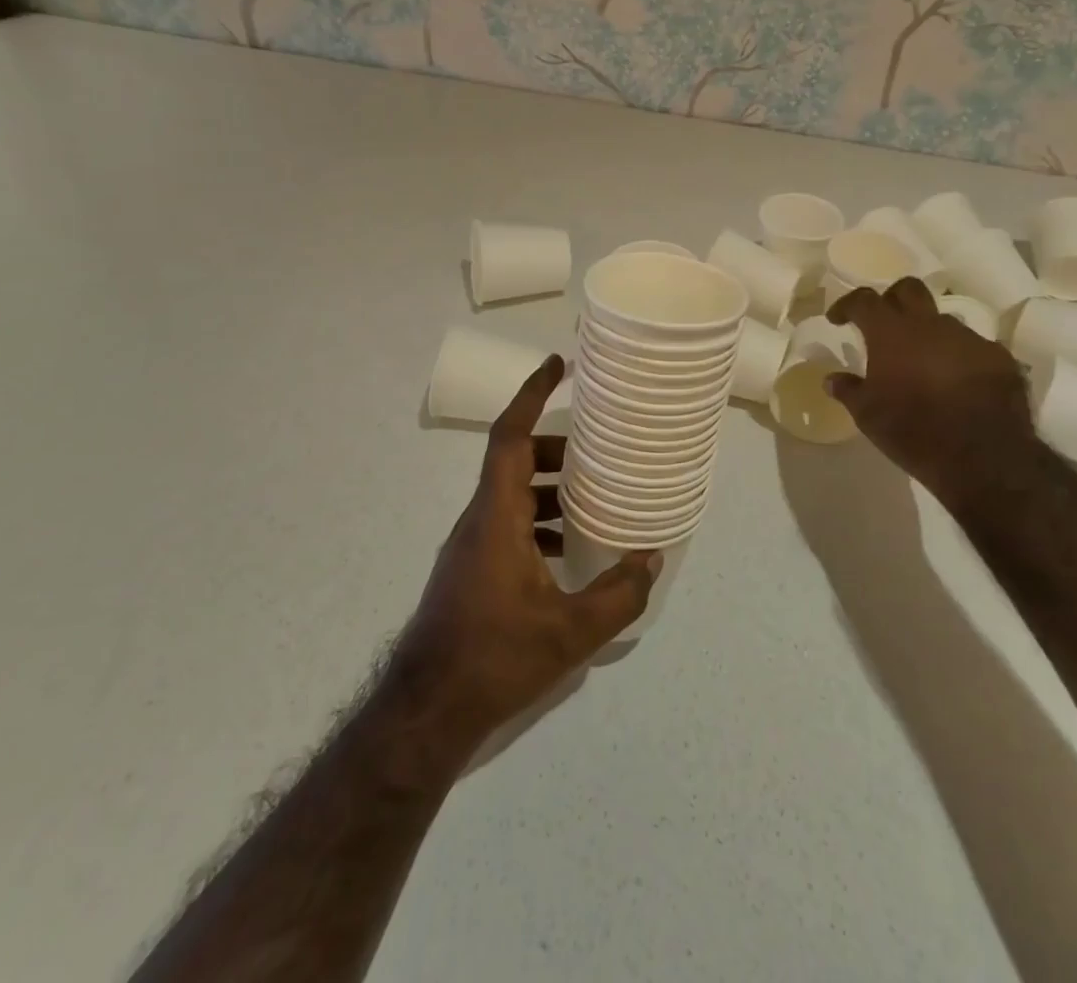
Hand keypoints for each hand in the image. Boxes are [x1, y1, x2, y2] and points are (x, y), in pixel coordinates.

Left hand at [393, 355, 660, 742]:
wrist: (425, 712)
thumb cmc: (493, 658)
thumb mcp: (570, 631)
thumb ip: (617, 594)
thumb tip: (651, 559)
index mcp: (496, 515)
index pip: (510, 436)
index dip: (531, 394)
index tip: (556, 364)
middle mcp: (479, 520)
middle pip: (515, 461)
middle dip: (556, 448)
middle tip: (598, 451)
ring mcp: (471, 547)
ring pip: (511, 494)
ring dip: (549, 487)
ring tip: (593, 498)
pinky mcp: (470, 571)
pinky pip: (508, 523)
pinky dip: (538, 520)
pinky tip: (567, 551)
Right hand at [825, 277, 1040, 507]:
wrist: (984, 457)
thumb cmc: (913, 431)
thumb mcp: (868, 415)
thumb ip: (848, 390)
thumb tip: (831, 378)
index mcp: (892, 332)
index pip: (864, 300)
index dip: (847, 305)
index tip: (837, 319)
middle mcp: (930, 324)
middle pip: (908, 289)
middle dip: (891, 299)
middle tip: (882, 324)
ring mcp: (968, 338)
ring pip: (942, 320)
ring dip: (927, 333)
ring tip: (921, 362)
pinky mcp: (998, 357)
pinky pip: (971, 347)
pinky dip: (957, 357)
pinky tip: (955, 383)